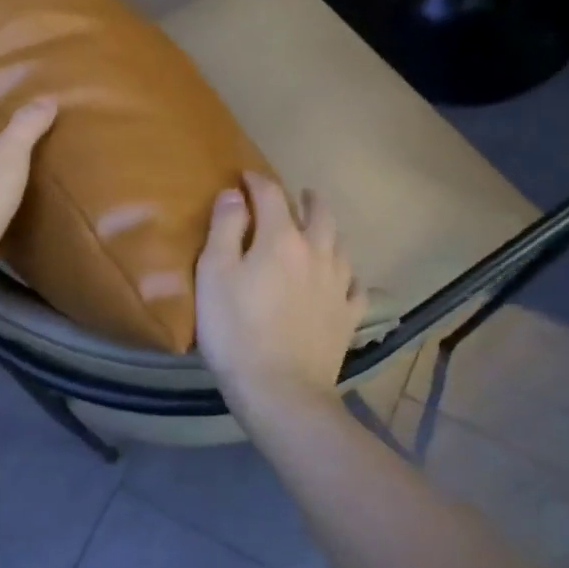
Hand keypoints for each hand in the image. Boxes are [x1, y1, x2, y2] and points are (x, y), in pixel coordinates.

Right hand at [194, 172, 364, 414]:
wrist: (281, 390)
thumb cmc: (236, 331)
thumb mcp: (214, 274)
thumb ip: (225, 228)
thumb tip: (235, 193)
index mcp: (281, 238)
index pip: (270, 194)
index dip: (256, 181)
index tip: (244, 177)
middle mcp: (317, 252)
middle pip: (319, 213)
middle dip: (305, 199)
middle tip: (297, 195)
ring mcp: (338, 285)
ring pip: (340, 244)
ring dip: (329, 230)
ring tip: (319, 231)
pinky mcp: (348, 316)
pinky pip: (355, 285)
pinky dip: (346, 274)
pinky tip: (341, 280)